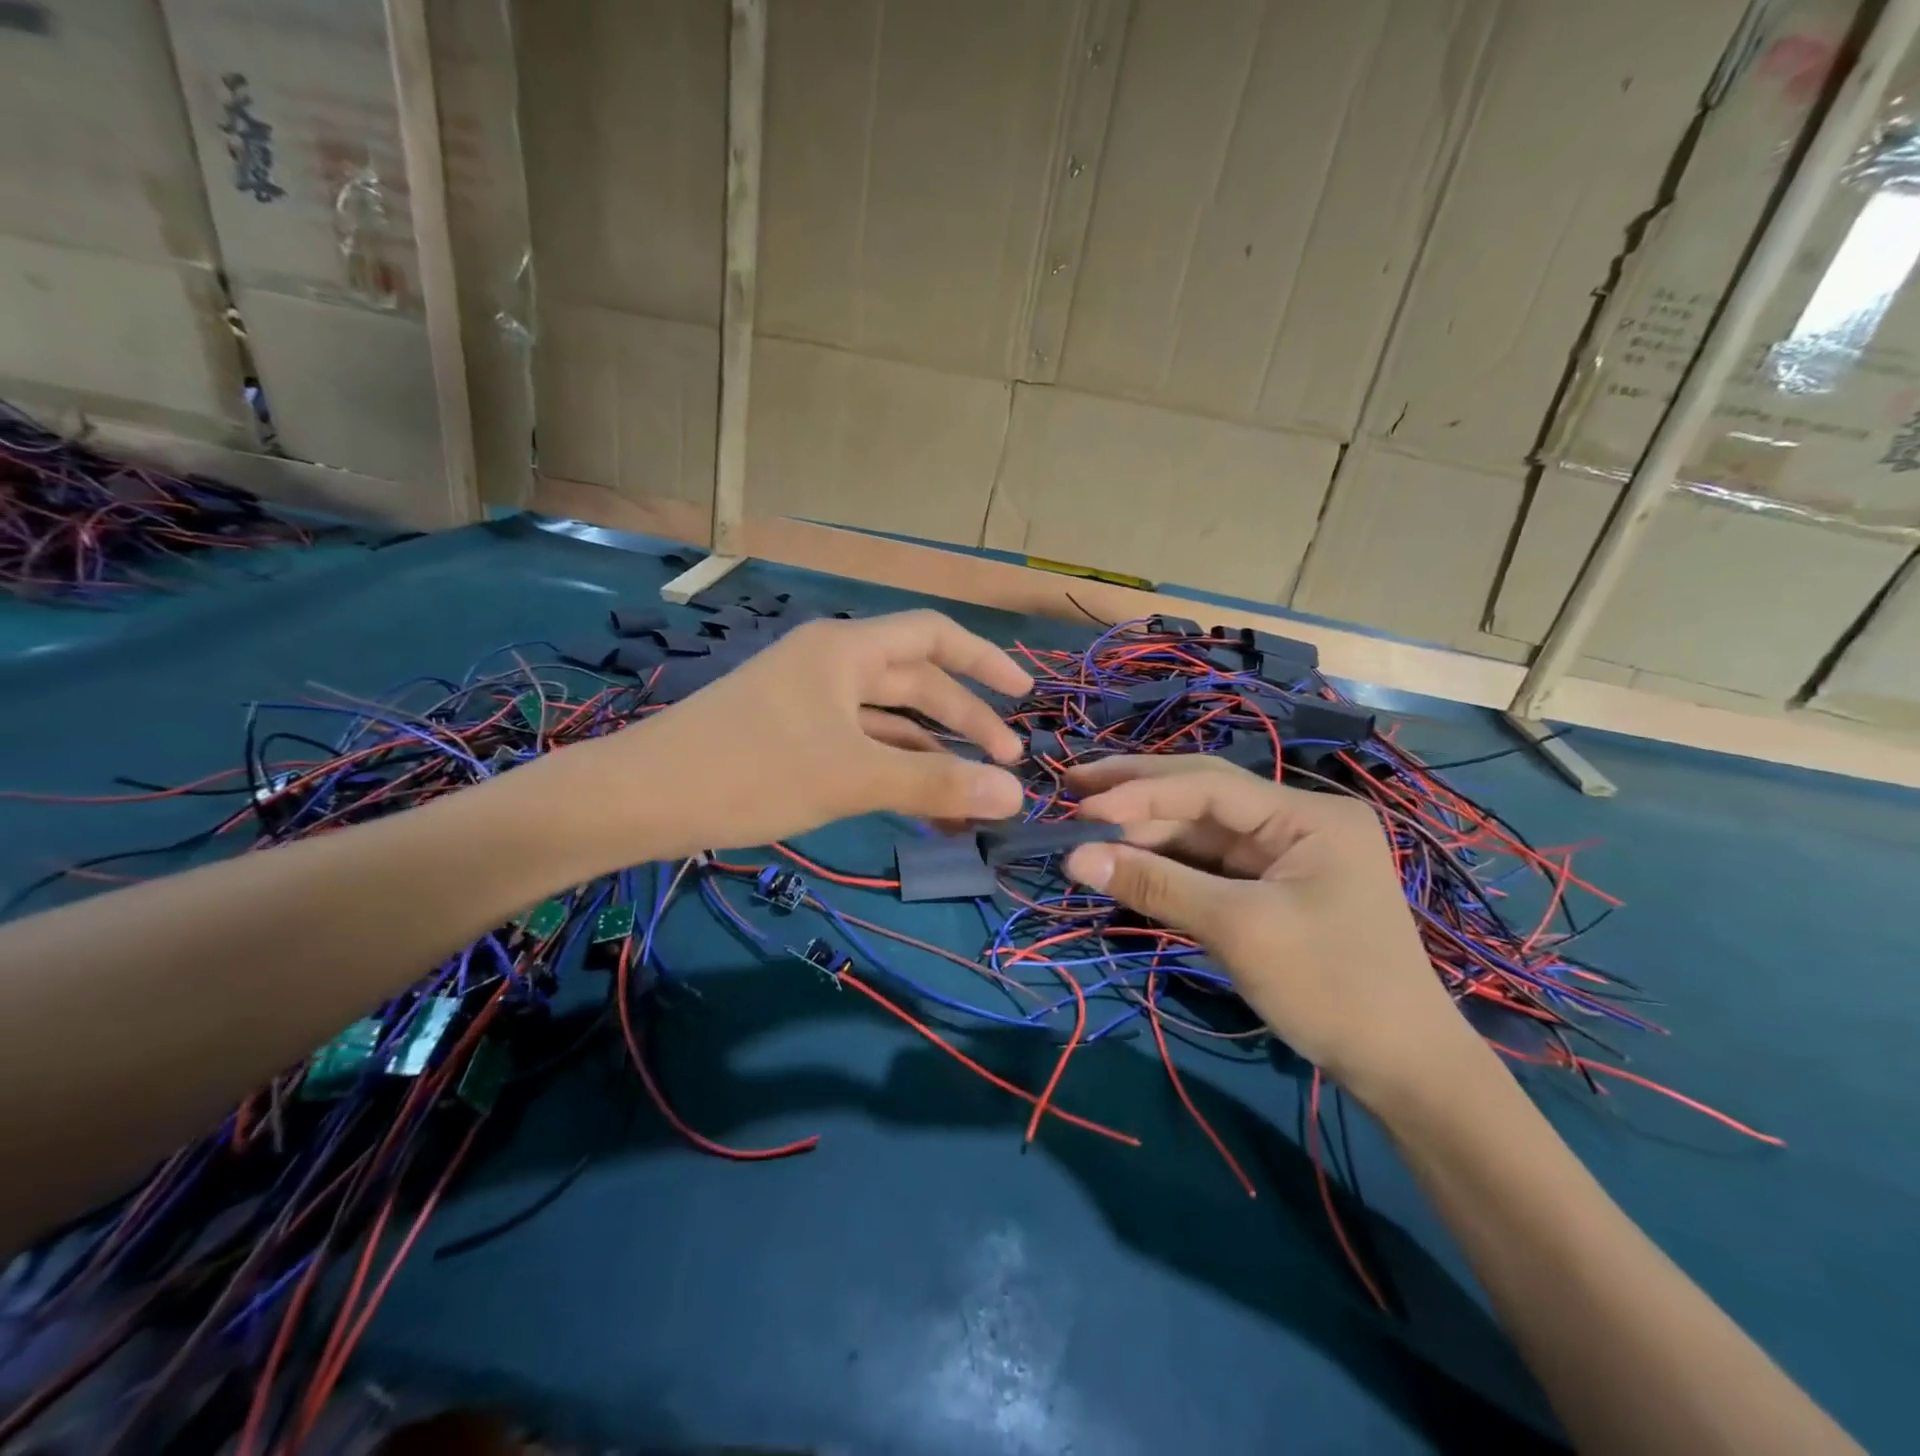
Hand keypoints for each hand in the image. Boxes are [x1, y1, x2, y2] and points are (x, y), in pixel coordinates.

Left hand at [532, 609, 1032, 866]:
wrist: (643, 798)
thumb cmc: (752, 770)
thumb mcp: (852, 776)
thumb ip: (935, 782)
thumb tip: (1014, 795)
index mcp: (846, 649)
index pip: (933, 636)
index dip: (984, 662)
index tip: (1026, 695)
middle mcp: (831, 663)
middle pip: (915, 681)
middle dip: (964, 720)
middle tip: (1006, 764)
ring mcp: (808, 700)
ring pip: (887, 719)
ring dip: (929, 752)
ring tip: (970, 797)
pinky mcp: (790, 735)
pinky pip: (858, 743)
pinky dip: (892, 768)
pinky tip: (917, 802)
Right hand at [1062, 755, 1478, 1104]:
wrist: (1404, 1068)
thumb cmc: (1333, 988)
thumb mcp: (1239, 931)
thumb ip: (1156, 885)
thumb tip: (1073, 857)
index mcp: (1308, 815)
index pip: (1208, 786)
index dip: (1140, 792)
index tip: (1081, 806)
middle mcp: (1296, 821)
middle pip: (1202, 797)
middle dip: (1136, 795)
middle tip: (1072, 787)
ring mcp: (1284, 854)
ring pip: (1200, 831)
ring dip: (1145, 832)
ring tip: (1085, 829)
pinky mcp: (1272, 886)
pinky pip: (1209, 864)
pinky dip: (1166, 865)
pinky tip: (1125, 860)